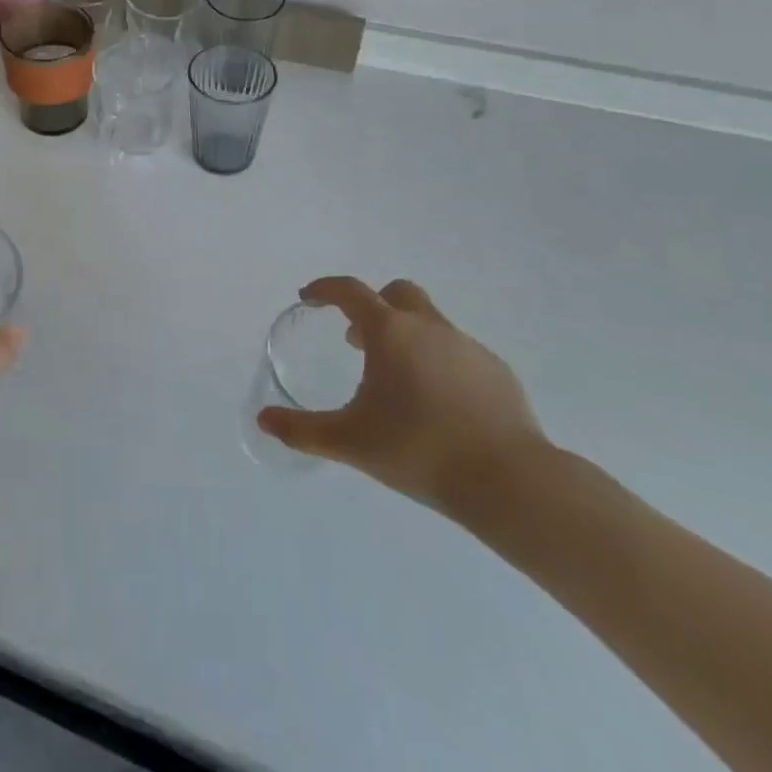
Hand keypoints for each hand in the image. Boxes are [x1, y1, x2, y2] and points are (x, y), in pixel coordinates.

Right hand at [257, 277, 548, 517]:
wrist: (508, 481)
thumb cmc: (418, 450)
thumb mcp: (349, 442)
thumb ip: (302, 429)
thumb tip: (263, 419)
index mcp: (390, 332)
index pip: (350, 292)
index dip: (325, 289)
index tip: (309, 298)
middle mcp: (429, 328)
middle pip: (397, 293)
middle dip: (372, 306)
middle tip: (356, 340)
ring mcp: (468, 347)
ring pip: (430, 323)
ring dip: (406, 336)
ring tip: (396, 381)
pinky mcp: (497, 372)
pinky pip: (458, 353)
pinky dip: (438, 363)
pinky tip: (437, 404)